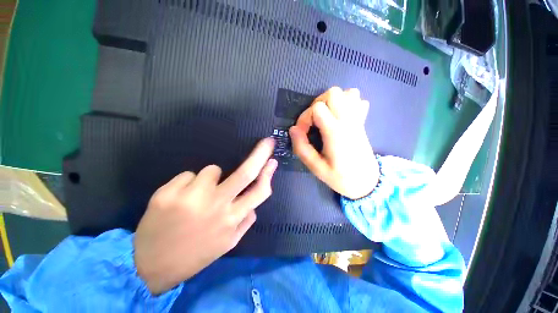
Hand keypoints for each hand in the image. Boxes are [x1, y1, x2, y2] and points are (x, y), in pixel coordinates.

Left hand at [134, 138, 276, 294]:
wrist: (151, 267)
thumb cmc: (195, 253)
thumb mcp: (228, 242)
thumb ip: (246, 221)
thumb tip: (255, 204)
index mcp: (232, 219)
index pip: (259, 191)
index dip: (268, 173)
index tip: (273, 160)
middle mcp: (217, 207)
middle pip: (245, 173)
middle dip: (260, 154)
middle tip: (266, 142)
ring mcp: (192, 199)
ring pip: (211, 170)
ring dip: (209, 178)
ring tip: (197, 195)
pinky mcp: (168, 194)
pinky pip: (188, 175)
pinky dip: (188, 183)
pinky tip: (179, 199)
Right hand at [290, 87, 378, 199]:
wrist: (368, 183)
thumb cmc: (341, 177)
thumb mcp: (316, 168)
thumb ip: (302, 148)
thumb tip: (293, 129)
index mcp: (336, 132)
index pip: (317, 108)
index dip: (304, 118)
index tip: (302, 133)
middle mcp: (348, 121)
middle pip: (333, 93)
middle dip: (317, 104)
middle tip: (313, 122)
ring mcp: (358, 120)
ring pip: (347, 92)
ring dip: (332, 101)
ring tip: (326, 117)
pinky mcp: (362, 122)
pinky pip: (358, 100)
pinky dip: (347, 102)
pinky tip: (340, 115)